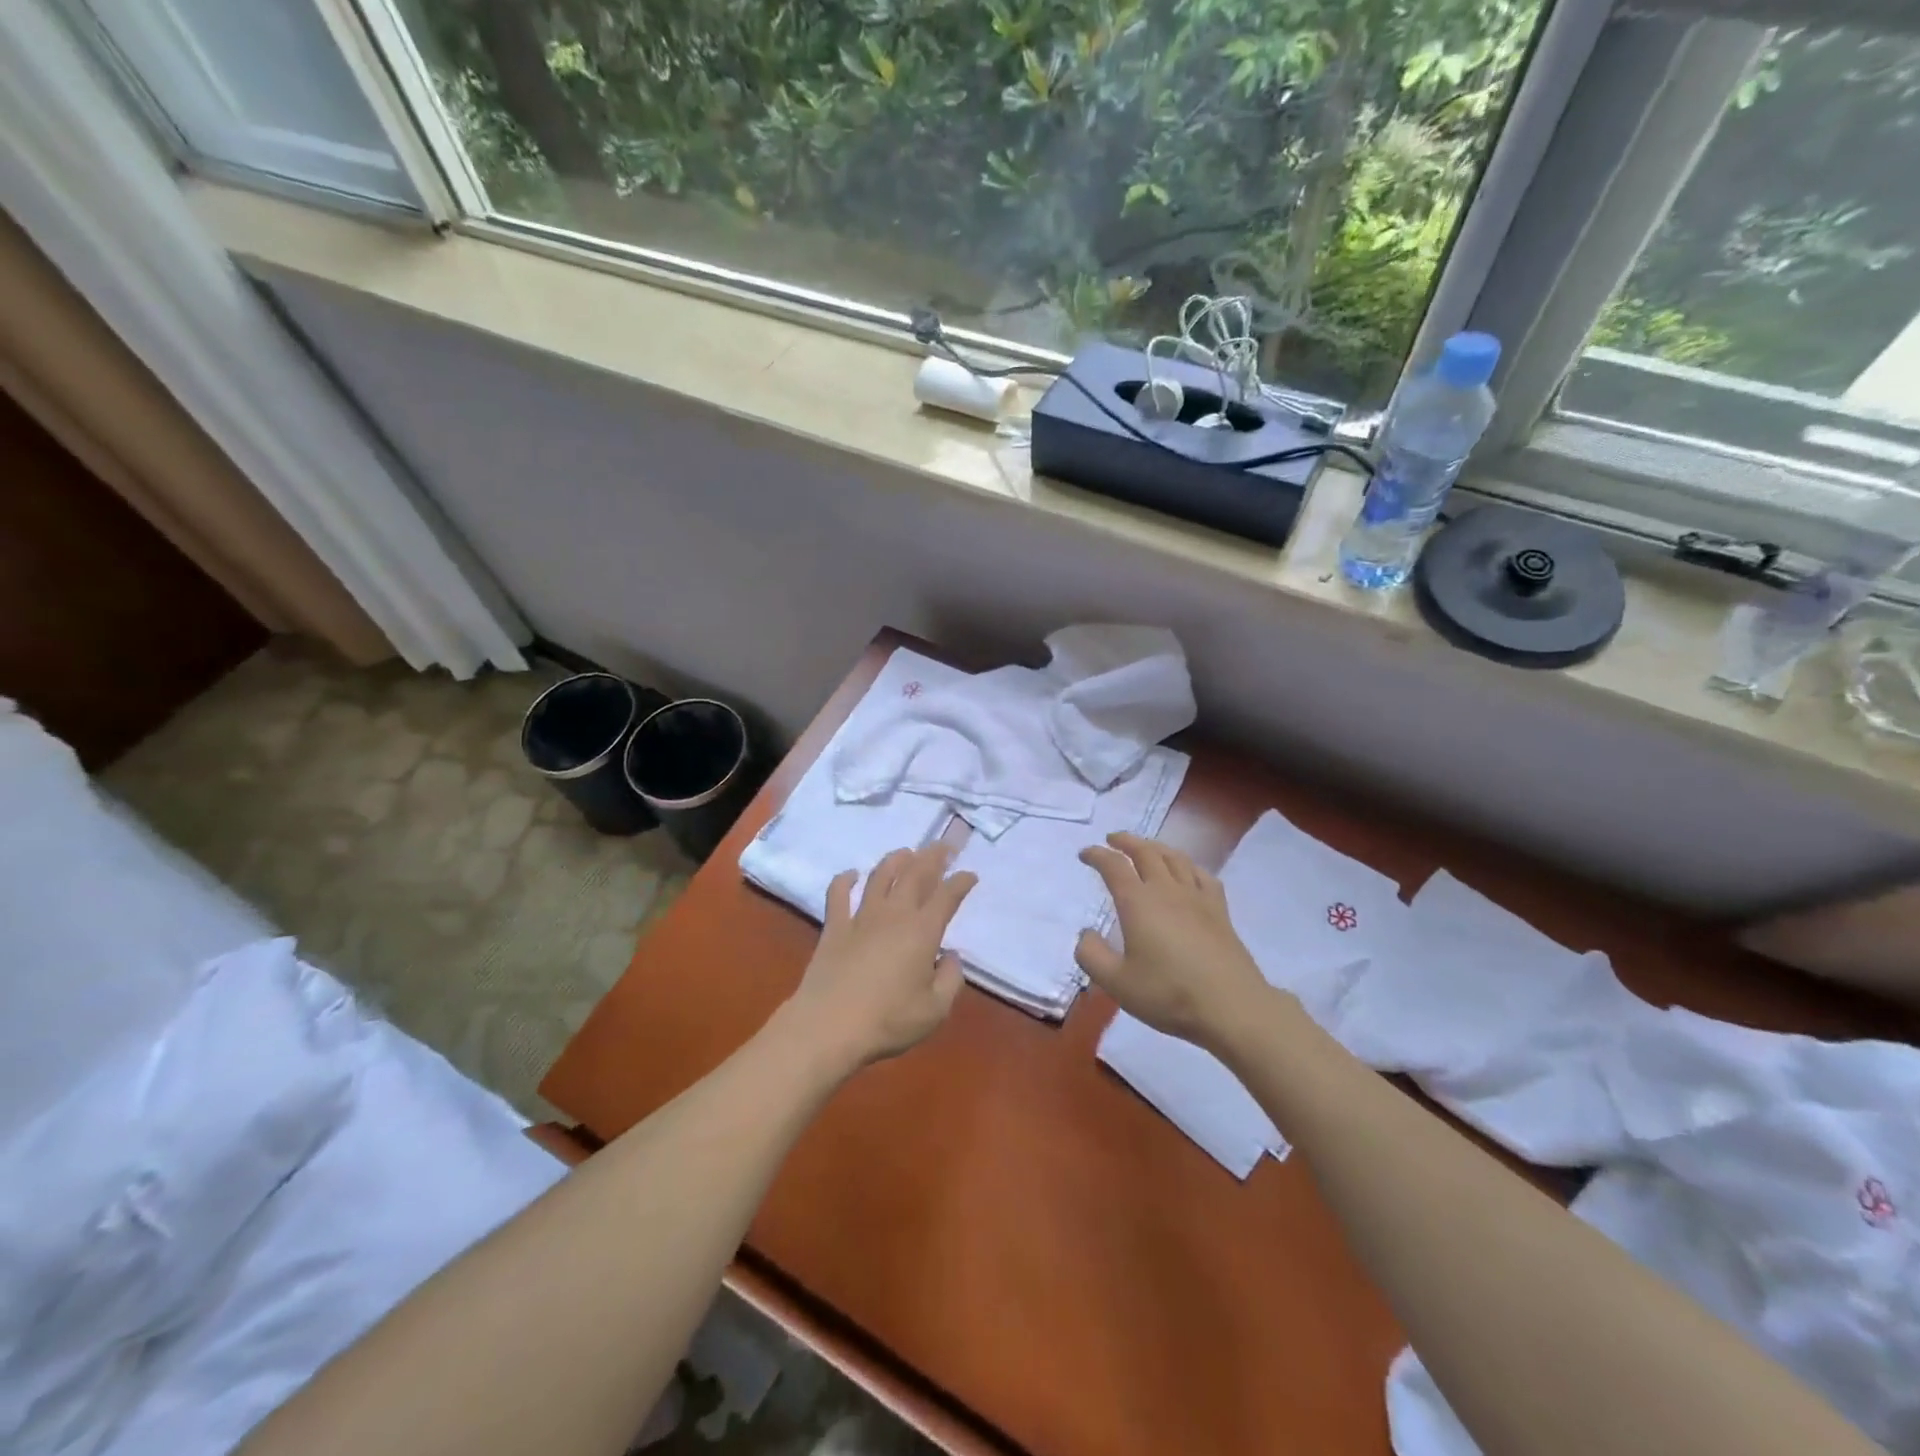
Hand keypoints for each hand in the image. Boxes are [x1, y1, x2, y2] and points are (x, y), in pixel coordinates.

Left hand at [784, 844, 977, 1068]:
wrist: (829, 1027)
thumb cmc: (888, 1021)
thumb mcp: (935, 1009)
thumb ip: (951, 979)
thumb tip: (949, 956)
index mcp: (922, 931)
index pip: (947, 896)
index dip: (961, 882)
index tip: (970, 875)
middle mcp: (894, 914)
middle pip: (915, 874)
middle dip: (932, 857)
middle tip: (942, 846)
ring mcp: (861, 917)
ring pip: (880, 876)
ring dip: (895, 860)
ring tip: (906, 852)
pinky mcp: (834, 927)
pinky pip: (838, 894)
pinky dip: (845, 879)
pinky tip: (851, 874)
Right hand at [1075, 832, 1268, 1047]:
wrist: (1231, 1007)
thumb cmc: (1168, 994)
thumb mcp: (1117, 983)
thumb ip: (1092, 955)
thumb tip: (1086, 934)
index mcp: (1138, 902)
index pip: (1114, 866)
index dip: (1097, 855)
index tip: (1085, 854)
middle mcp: (1167, 890)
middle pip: (1145, 852)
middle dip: (1126, 841)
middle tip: (1112, 839)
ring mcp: (1197, 897)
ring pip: (1175, 858)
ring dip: (1155, 847)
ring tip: (1145, 848)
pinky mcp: (1220, 910)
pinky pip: (1202, 875)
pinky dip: (1188, 865)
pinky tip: (1187, 871)